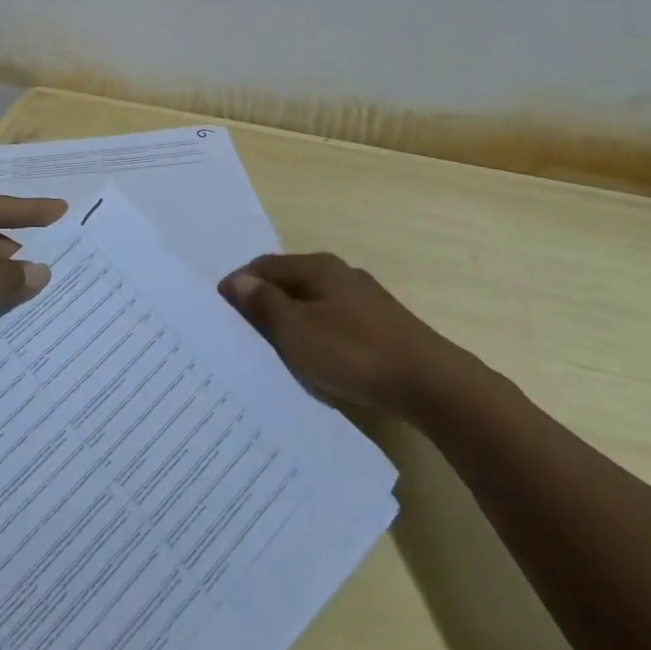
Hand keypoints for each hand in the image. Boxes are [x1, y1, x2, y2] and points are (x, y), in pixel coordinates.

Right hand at [219, 252, 473, 413]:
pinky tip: (314, 360)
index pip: (265, 265)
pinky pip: (333, 323)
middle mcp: (340, 275)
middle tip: (241, 331)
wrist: (431, 384)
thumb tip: (236, 281)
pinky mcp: (381, 327)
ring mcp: (364, 301)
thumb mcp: (298, 331)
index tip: (219, 309)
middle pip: (290, 282)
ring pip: (313, 304)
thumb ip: (264, 305)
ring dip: (289, 320)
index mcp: (318, 267)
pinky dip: (314, 335)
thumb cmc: (355, 352)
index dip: (240, 283)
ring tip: (272, 349)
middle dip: (263, 301)